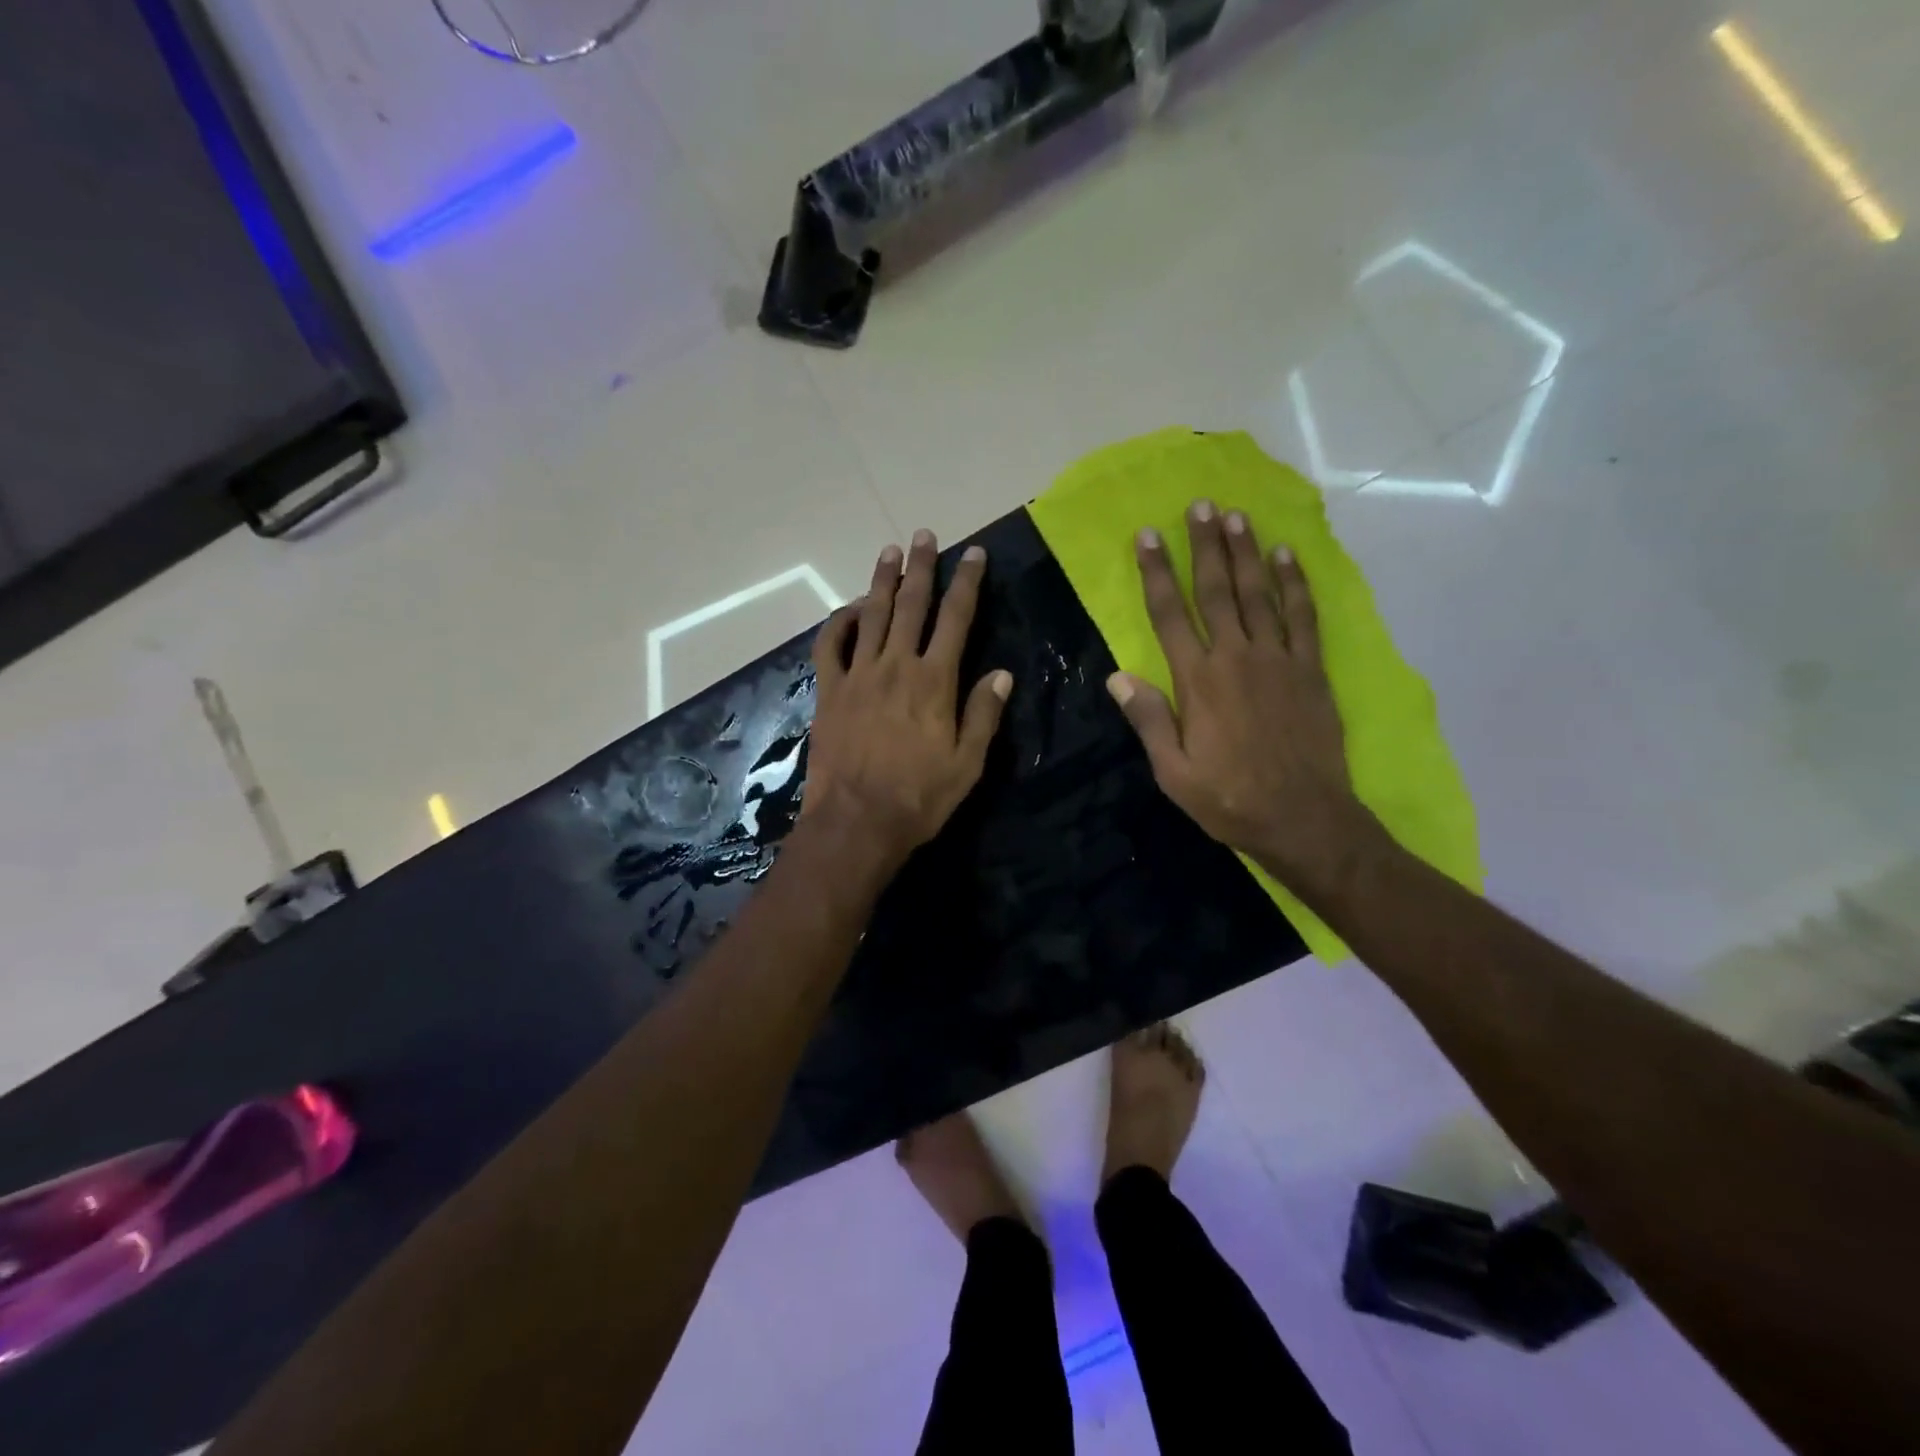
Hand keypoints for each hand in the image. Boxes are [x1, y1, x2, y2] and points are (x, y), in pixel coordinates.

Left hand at [803, 531, 1012, 877]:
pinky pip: (829, 647)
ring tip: (890, 552)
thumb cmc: (919, 797)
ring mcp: (858, 676)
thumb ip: (984, 714)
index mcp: (935, 681)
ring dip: (881, 582)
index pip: (956, 619)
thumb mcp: (968, 763)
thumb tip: (1003, 674)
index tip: (973, 554)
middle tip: (924, 535)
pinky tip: (847, 610)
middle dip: (921, 568)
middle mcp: (896, 666)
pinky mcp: (829, 692)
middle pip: (911, 606)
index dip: (967, 583)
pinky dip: (837, 623)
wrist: (857, 822)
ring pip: (871, 616)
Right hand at [1108, 500, 1366, 887]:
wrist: (1303, 818)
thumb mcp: (1173, 772)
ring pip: (1259, 594)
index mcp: (1198, 682)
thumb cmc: (1229, 799)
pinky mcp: (1311, 670)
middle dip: (1205, 546)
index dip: (1157, 572)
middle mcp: (1236, 658)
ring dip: (1246, 553)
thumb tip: (1118, 676)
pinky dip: (1295, 584)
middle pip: (1217, 591)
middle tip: (1201, 505)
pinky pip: (1302, 616)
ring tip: (1237, 516)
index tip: (1148, 536)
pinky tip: (1287, 556)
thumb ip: (1148, 720)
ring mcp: (1279, 660)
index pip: (1170, 614)